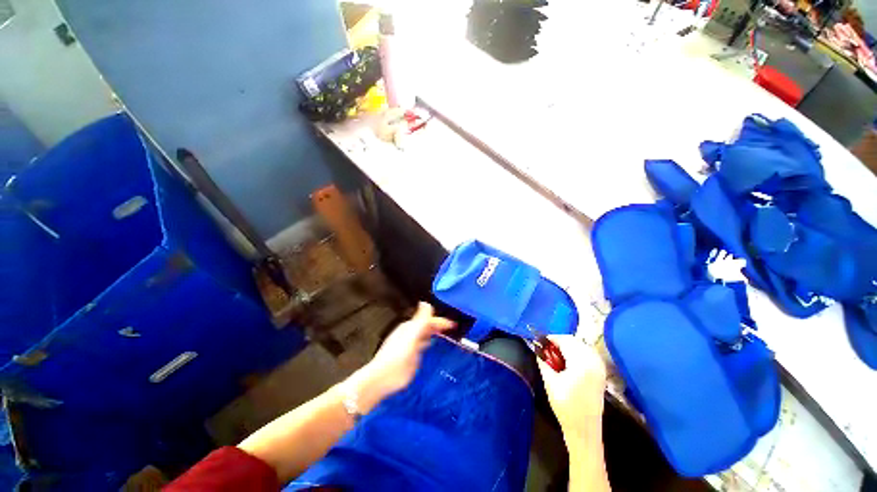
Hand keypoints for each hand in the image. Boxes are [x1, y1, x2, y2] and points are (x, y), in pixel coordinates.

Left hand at [346, 302, 455, 411]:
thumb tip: (426, 302)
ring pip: (424, 335)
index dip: (441, 321)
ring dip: (434, 333)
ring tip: (446, 335)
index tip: (454, 324)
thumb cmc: (397, 358)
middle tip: (453, 329)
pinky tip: (433, 345)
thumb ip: (420, 320)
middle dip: (438, 326)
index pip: (428, 320)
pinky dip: (429, 342)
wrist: (382, 380)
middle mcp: (410, 334)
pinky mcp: (410, 357)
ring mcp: (409, 345)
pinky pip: (422, 345)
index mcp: (410, 327)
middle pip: (426, 326)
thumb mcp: (410, 337)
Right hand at [538, 335, 606, 437]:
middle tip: (546, 348)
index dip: (552, 338)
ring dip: (569, 346)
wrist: (584, 429)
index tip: (540, 341)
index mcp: (581, 364)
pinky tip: (568, 360)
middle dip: (559, 341)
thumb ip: (543, 362)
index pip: (566, 341)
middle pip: (575, 341)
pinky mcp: (601, 373)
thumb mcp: (550, 382)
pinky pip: (588, 353)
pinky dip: (577, 352)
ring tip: (555, 354)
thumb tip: (536, 348)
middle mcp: (594, 362)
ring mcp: (600, 367)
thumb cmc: (565, 407)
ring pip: (582, 346)